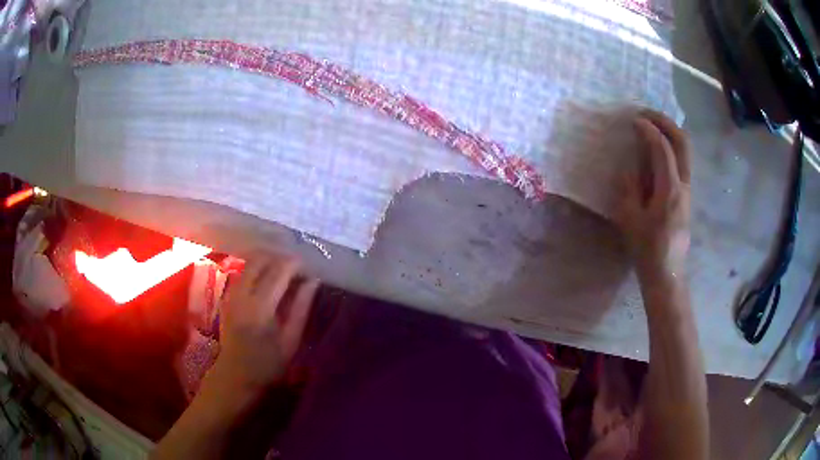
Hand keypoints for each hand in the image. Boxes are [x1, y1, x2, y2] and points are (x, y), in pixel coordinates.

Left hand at [211, 252, 318, 395]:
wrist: (235, 376)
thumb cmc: (268, 364)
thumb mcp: (291, 340)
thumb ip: (301, 308)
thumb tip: (313, 281)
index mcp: (260, 307)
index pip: (279, 271)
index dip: (295, 264)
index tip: (309, 267)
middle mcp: (242, 294)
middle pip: (260, 260)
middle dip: (280, 259)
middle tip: (297, 269)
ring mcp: (231, 293)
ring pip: (250, 264)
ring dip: (269, 262)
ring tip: (285, 274)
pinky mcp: (227, 296)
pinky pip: (244, 273)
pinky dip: (258, 270)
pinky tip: (269, 281)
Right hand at [615, 110, 691, 280]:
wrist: (667, 274)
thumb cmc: (647, 250)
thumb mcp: (630, 220)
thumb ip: (629, 188)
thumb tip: (630, 165)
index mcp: (669, 191)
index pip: (662, 148)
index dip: (648, 130)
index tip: (633, 120)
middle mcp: (684, 186)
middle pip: (683, 142)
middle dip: (665, 122)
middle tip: (646, 113)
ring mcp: (688, 191)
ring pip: (686, 151)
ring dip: (670, 132)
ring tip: (651, 126)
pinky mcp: (687, 197)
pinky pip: (682, 163)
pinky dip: (671, 147)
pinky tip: (657, 150)